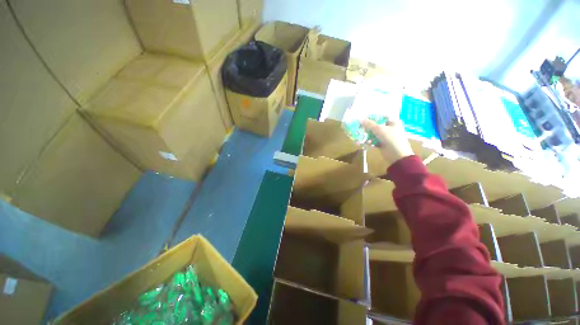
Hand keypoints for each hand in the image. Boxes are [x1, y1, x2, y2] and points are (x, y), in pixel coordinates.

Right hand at [361, 119, 413, 164]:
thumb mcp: (379, 129)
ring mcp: (386, 137)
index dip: (372, 117)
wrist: (397, 155)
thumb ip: (369, 124)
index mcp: (392, 122)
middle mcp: (389, 128)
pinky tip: (364, 143)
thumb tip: (359, 119)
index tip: (362, 119)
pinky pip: (373, 141)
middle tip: (359, 128)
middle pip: (376, 126)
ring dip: (366, 135)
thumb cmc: (391, 139)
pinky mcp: (382, 144)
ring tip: (360, 137)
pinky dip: (369, 141)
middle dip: (367, 128)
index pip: (381, 116)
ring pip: (373, 134)